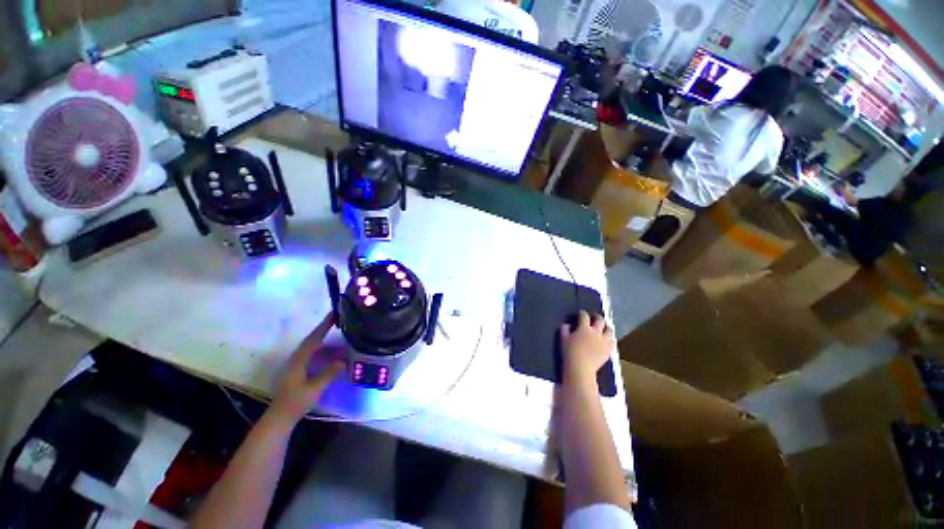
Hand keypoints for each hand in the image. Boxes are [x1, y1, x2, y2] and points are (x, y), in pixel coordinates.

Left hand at [271, 313, 344, 424]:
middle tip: (339, 320)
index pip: (313, 339)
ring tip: (342, 340)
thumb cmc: (296, 402)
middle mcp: (296, 359)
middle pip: (312, 340)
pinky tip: (333, 356)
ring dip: (326, 342)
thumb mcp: (314, 388)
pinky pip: (313, 355)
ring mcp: (296, 364)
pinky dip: (323, 352)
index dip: (323, 326)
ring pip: (313, 348)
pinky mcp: (298, 370)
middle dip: (325, 329)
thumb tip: (343, 361)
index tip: (334, 314)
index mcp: (298, 360)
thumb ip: (328, 373)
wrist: (280, 417)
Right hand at [560, 311, 614, 386]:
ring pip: (609, 330)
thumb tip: (567, 324)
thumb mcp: (563, 339)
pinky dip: (610, 338)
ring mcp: (604, 341)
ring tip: (603, 327)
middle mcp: (596, 332)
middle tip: (594, 317)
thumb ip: (565, 329)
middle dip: (597, 317)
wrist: (581, 369)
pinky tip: (607, 339)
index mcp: (584, 328)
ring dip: (606, 327)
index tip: (580, 314)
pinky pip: (613, 341)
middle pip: (600, 320)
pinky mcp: (609, 350)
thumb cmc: (569, 353)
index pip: (584, 316)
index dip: (582, 313)